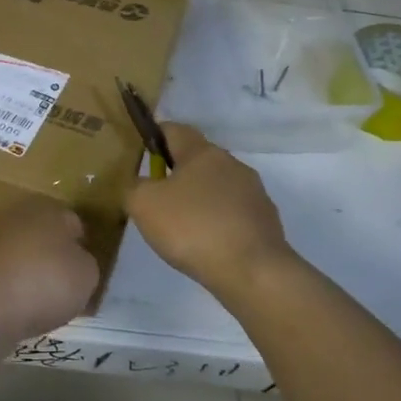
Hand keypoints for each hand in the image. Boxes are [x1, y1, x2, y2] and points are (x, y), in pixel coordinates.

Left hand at [0, 198, 99, 350]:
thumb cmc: (43, 281)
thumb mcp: (86, 274)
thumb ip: (85, 263)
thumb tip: (75, 261)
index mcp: (47, 207)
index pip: (73, 222)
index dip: (83, 245)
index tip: (86, 270)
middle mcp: (14, 214)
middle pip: (42, 235)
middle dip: (52, 256)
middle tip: (65, 286)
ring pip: (18, 254)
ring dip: (28, 272)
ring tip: (40, 302)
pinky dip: (8, 288)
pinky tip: (15, 308)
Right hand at [127, 124, 293, 297]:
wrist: (253, 271)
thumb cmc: (192, 227)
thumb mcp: (143, 205)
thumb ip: (134, 186)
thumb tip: (142, 184)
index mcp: (202, 152)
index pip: (175, 129)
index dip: (156, 136)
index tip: (142, 153)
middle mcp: (231, 163)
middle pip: (198, 159)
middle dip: (177, 172)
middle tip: (157, 197)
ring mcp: (254, 192)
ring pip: (217, 186)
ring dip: (199, 198)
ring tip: (182, 225)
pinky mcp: (266, 220)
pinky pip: (233, 212)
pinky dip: (217, 220)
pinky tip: (207, 243)